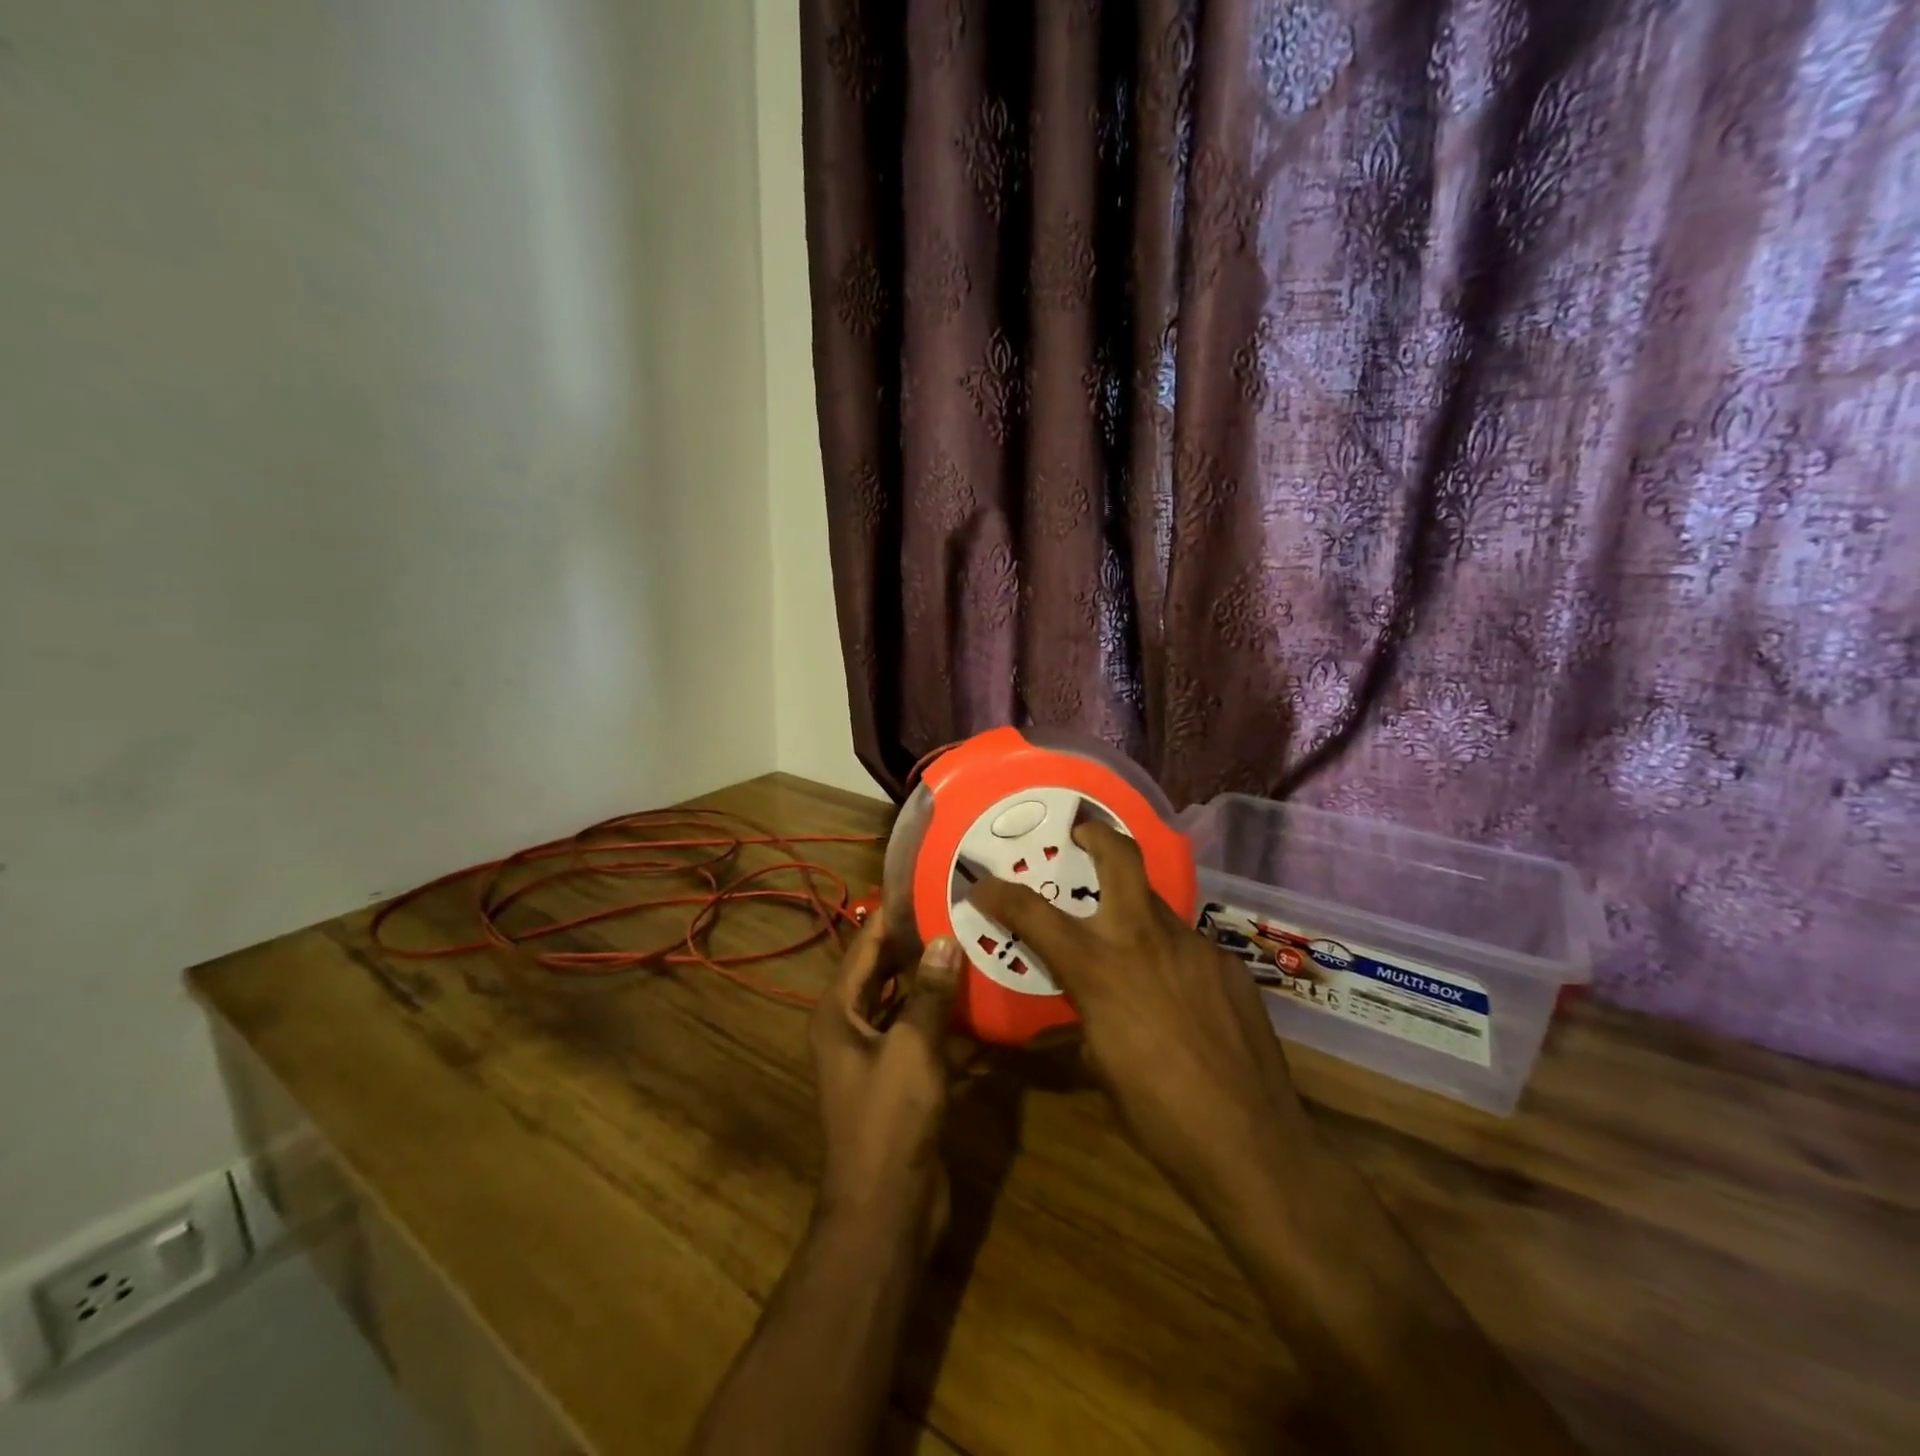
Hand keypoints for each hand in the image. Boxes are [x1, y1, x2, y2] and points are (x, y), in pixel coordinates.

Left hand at [808, 910, 963, 1250]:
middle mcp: (852, 1027)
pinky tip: (984, 1002)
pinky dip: (947, 1019)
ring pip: (907, 1003)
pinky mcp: (902, 1080)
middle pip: (885, 971)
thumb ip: (928, 992)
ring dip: (935, 980)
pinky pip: (924, 1036)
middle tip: (960, 910)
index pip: (865, 946)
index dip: (893, 915)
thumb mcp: (911, 1048)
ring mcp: (877, 1055)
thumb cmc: (889, 1121)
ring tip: (976, 945)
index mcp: (839, 1012)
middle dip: (918, 943)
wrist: (886, 1211)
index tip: (927, 884)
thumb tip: (945, 939)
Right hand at [968, 823, 1313, 1213]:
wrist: (1252, 1144)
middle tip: (1082, 835)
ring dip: (1135, 912)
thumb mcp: (1101, 1063)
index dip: (1000, 895)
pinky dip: (1171, 957)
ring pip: (1157, 906)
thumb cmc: (1159, 1115)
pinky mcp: (1230, 964)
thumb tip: (1088, 1000)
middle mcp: (1145, 940)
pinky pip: (1190, 946)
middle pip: (1121, 859)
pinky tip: (1181, 996)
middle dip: (1097, 836)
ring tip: (1133, 947)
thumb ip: (1088, 1013)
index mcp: (1100, 969)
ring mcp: (1195, 946)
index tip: (983, 886)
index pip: (1034, 914)